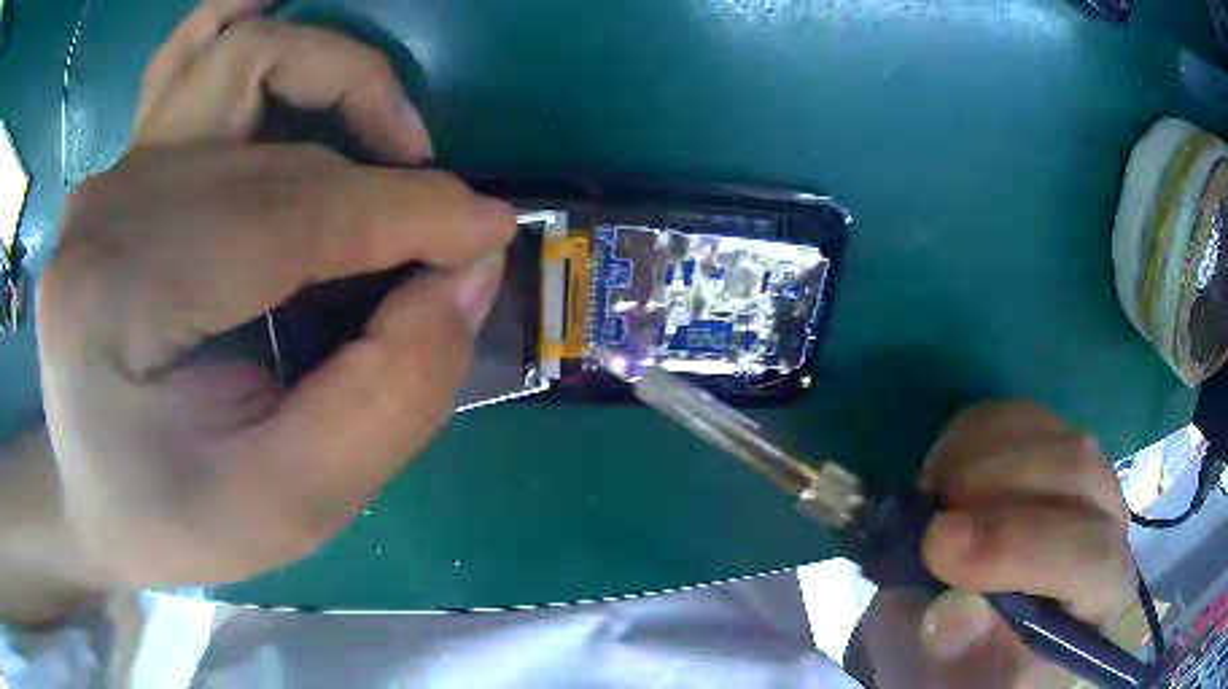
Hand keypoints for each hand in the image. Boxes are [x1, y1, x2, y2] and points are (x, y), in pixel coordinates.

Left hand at [35, 0, 515, 589]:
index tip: (490, 233)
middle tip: (441, 243)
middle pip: (274, 155)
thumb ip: (385, 399)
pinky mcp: (119, 169)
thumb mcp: (287, 508)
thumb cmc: (176, 522)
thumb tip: (464, 274)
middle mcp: (105, 211)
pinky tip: (287, 14)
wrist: (94, 503)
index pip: (287, 216)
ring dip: (336, 79)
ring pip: (244, 62)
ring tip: (389, 144)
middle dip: (385, 185)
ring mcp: (109, 177)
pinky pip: (189, 56)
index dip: (407, 215)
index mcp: (119, 302)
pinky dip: (247, 21)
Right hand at [856, 402, 1135, 687]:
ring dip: (982, 457)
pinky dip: (975, 434)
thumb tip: (954, 613)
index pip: (1088, 557)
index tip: (936, 548)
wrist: (967, 632)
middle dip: (996, 490)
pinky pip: (1024, 415)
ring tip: (933, 499)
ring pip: (1054, 436)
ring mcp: (1085, 478)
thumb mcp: (950, 683)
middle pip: (1079, 475)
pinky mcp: (1052, 447)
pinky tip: (947, 473)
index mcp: (1100, 597)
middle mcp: (1110, 526)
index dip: (1018, 546)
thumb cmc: (965, 669)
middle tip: (928, 519)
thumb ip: (958, 658)